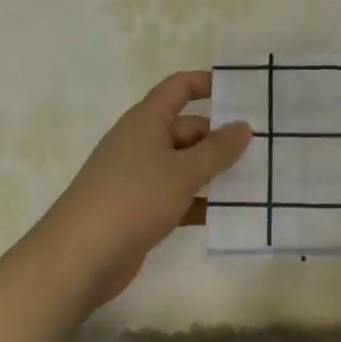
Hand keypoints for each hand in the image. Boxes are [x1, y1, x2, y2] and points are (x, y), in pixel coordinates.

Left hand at [34, 71, 251, 310]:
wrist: (79, 258)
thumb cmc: (133, 199)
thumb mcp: (182, 171)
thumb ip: (217, 150)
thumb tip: (244, 126)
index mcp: (146, 120)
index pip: (178, 88)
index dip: (207, 83)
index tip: (241, 92)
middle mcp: (142, 142)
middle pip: (187, 129)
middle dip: (220, 138)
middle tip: (261, 149)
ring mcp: (139, 177)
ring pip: (184, 165)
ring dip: (213, 172)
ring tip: (254, 181)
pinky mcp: (140, 209)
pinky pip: (177, 196)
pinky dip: (199, 202)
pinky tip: (227, 215)